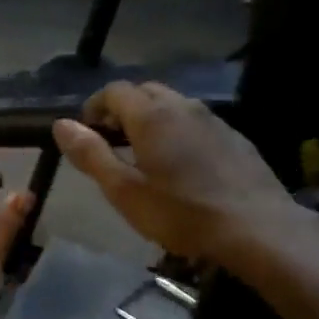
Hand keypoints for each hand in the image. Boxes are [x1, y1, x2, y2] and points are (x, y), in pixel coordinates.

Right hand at [53, 81, 295, 262]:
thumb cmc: (182, 213)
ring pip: (174, 106)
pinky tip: (183, 165)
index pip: (114, 91)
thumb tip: (61, 124)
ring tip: (145, 154)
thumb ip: (91, 154)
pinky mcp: (235, 137)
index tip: (87, 133)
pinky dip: (179, 132)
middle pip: (145, 92)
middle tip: (112, 142)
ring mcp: (213, 119)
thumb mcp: (125, 191)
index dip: (95, 107)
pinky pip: (197, 123)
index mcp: (151, 115)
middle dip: (123, 110)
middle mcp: (182, 106)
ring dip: (152, 119)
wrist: (257, 228)